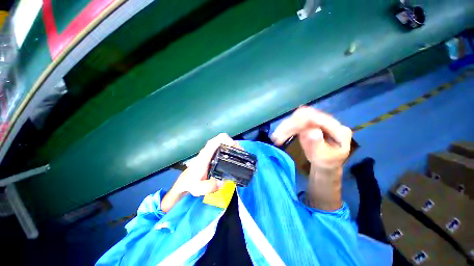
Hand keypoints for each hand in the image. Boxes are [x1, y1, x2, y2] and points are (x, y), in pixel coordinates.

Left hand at [174, 133, 241, 195]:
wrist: (186, 180)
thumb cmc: (192, 182)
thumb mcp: (198, 188)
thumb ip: (209, 186)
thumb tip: (222, 182)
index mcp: (205, 155)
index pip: (216, 140)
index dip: (227, 140)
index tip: (234, 147)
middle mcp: (208, 150)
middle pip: (222, 139)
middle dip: (233, 144)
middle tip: (241, 154)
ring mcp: (211, 150)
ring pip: (223, 142)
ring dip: (233, 146)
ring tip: (240, 155)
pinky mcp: (213, 153)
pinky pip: (223, 146)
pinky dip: (230, 149)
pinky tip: (234, 156)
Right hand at [271, 106, 351, 168]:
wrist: (326, 165)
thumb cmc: (327, 164)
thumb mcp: (324, 159)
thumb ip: (318, 145)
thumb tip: (310, 131)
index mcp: (339, 130)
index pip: (318, 119)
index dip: (298, 123)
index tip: (284, 132)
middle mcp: (329, 122)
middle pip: (306, 115)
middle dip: (289, 125)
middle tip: (276, 136)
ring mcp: (319, 122)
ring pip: (299, 117)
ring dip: (285, 126)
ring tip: (275, 137)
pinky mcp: (310, 124)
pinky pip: (296, 122)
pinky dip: (286, 128)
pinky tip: (280, 135)